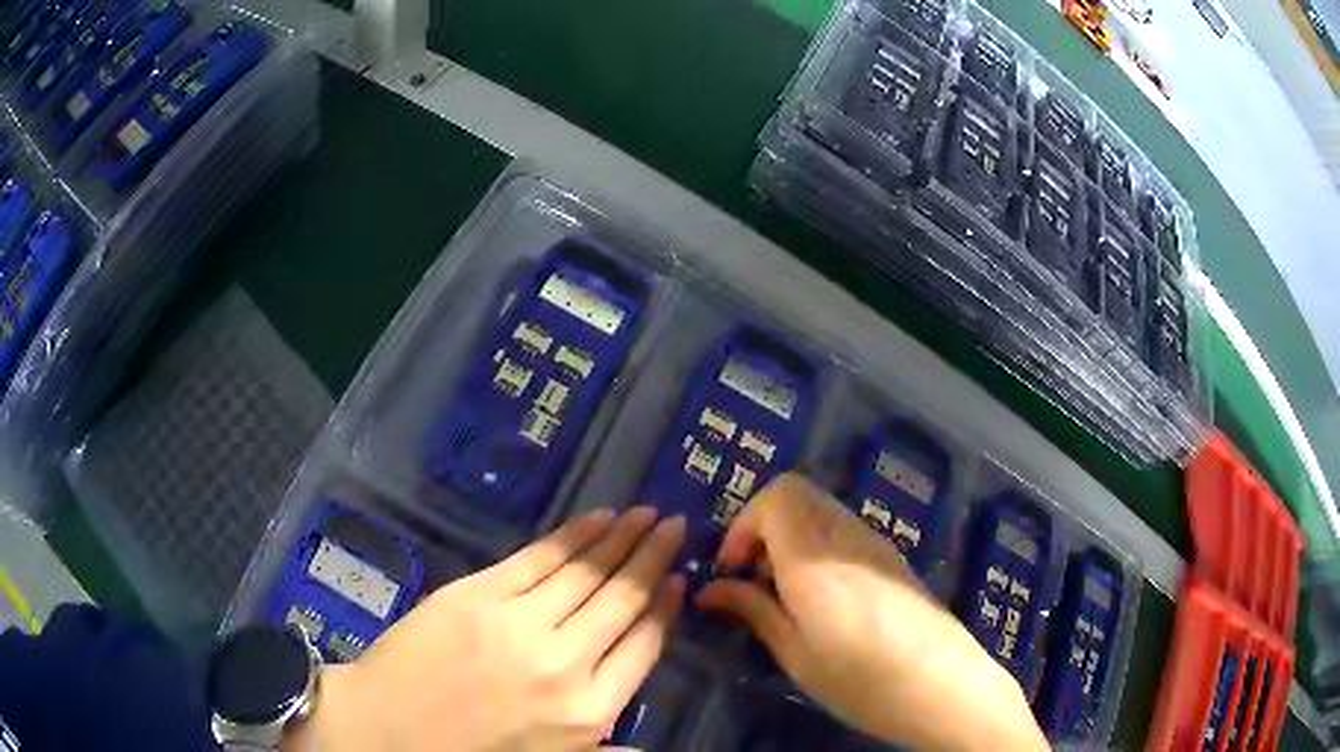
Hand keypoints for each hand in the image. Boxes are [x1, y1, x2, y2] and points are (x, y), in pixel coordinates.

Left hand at [286, 507, 686, 751]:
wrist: (383, 731)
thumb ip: (605, 750)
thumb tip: (652, 743)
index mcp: (589, 712)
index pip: (645, 646)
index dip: (665, 606)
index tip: (681, 577)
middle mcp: (566, 664)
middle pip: (622, 600)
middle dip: (654, 558)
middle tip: (676, 525)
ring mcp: (519, 624)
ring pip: (586, 572)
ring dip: (621, 539)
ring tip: (647, 515)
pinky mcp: (478, 594)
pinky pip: (539, 559)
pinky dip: (573, 536)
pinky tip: (596, 519)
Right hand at [696, 474, 1047, 751]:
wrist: (941, 684)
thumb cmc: (860, 678)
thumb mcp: (795, 653)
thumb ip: (753, 610)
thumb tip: (711, 590)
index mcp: (813, 557)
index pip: (776, 495)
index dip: (743, 524)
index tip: (731, 569)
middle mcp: (845, 535)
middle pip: (797, 493)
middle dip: (763, 526)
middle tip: (753, 578)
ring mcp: (874, 543)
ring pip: (820, 510)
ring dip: (790, 537)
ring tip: (784, 594)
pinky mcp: (892, 558)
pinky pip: (843, 531)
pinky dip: (817, 547)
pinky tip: (822, 599)